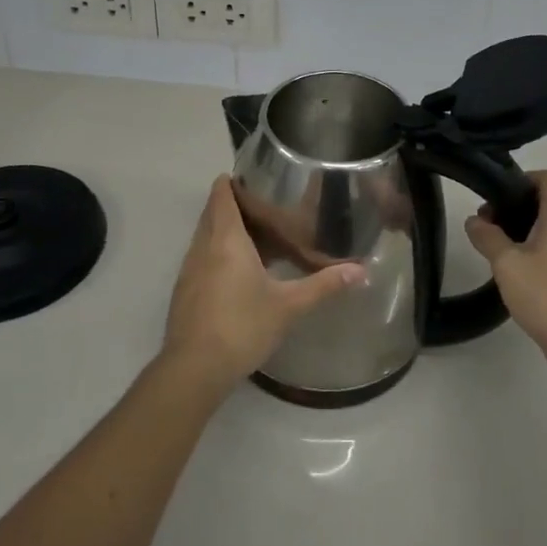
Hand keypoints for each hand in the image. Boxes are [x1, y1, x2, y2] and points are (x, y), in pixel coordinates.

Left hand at [161, 176, 363, 394]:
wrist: (194, 369)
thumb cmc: (242, 326)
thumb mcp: (289, 306)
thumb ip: (324, 285)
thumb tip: (361, 270)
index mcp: (226, 239)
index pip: (221, 195)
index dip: (232, 181)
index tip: (253, 176)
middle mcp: (202, 246)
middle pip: (213, 212)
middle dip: (233, 204)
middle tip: (265, 204)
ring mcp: (189, 269)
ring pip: (205, 236)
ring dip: (224, 230)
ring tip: (257, 234)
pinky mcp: (185, 290)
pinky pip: (202, 257)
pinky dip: (218, 253)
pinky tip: (239, 271)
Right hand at [465, 170, 546, 383]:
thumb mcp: (507, 265)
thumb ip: (487, 237)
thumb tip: (475, 221)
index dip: (522, 179)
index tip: (496, 196)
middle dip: (516, 208)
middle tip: (488, 227)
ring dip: (526, 232)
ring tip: (499, 252)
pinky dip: (539, 252)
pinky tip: (520, 275)